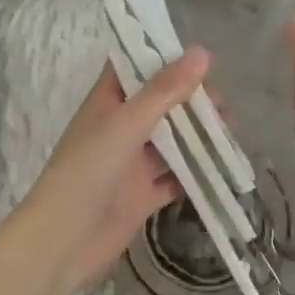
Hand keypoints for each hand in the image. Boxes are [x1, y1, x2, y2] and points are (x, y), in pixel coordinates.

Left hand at [4, 48, 211, 294]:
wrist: (63, 242)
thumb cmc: (88, 170)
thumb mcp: (128, 123)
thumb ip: (165, 90)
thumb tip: (202, 52)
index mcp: (107, 103)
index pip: (133, 68)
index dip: (161, 57)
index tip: (198, 55)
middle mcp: (119, 129)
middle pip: (159, 104)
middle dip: (190, 99)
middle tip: (222, 100)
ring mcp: (131, 164)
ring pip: (171, 141)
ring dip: (198, 134)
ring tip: (230, 127)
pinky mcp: (142, 196)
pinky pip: (175, 178)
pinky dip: (196, 172)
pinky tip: (223, 165)